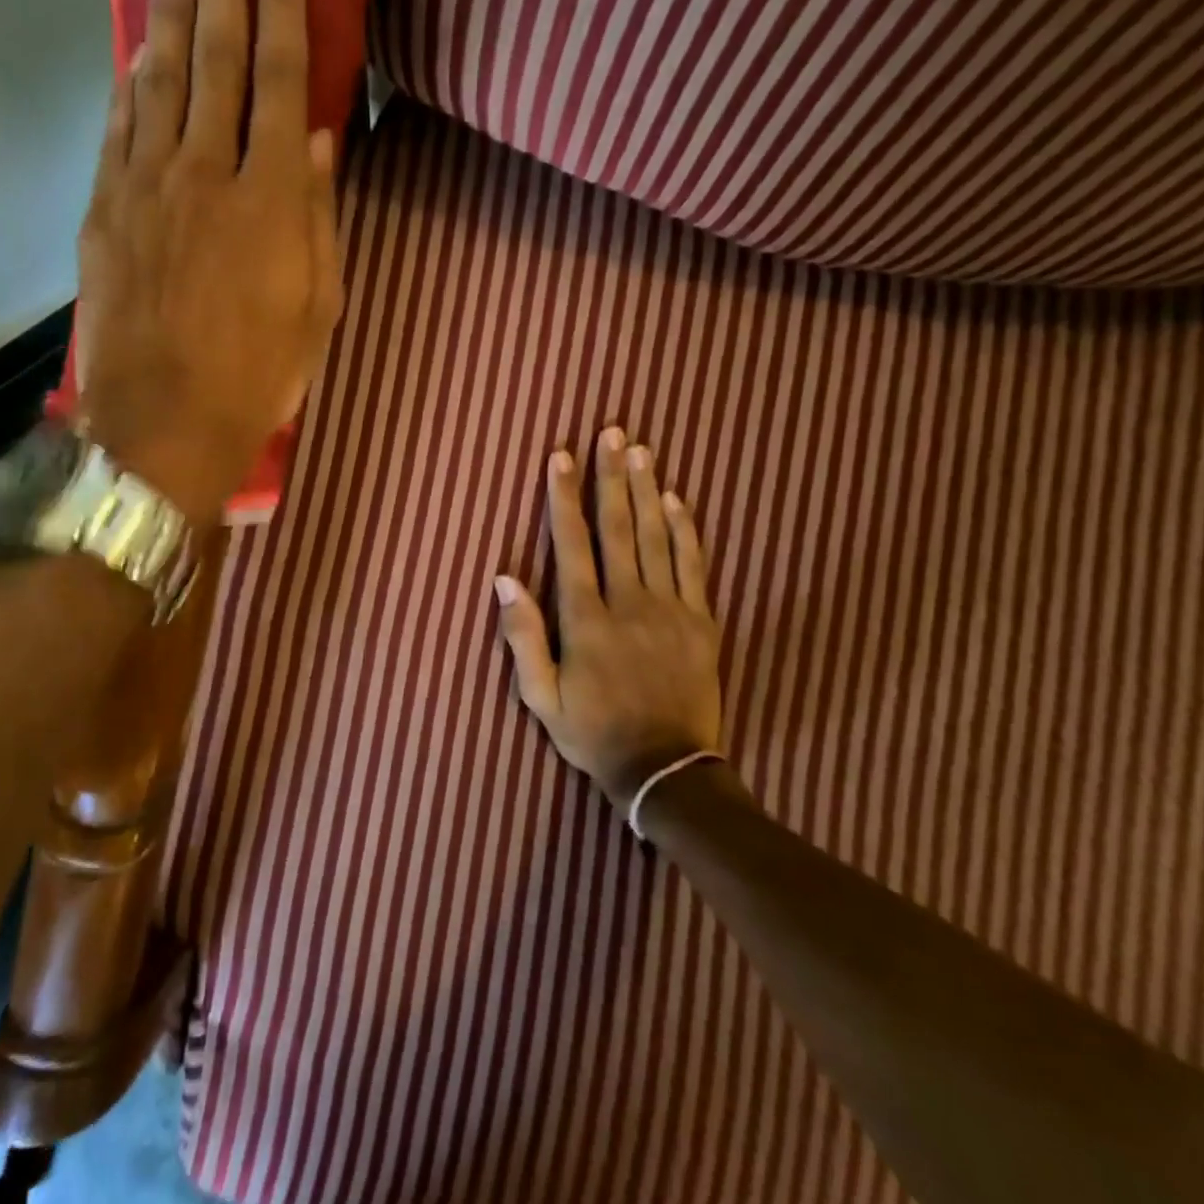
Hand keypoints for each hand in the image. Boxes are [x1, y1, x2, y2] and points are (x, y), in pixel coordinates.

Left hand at [77, 0, 343, 521]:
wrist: (164, 426)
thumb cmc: (257, 378)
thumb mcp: (317, 311)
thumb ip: (321, 222)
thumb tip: (323, 147)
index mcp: (271, 201)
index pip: (283, 84)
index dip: (283, 13)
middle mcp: (207, 174)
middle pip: (217, 61)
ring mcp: (147, 189)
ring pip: (161, 82)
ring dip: (172, 13)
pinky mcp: (106, 213)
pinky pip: (120, 130)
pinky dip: (131, 83)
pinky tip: (138, 50)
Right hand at [494, 428, 725, 813]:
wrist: (666, 771)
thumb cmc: (594, 733)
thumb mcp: (541, 697)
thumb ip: (522, 636)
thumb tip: (503, 578)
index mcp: (586, 620)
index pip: (572, 544)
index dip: (564, 498)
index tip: (560, 457)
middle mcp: (628, 603)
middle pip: (617, 528)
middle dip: (610, 477)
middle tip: (610, 432)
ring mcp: (669, 610)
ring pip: (655, 537)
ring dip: (645, 490)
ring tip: (639, 450)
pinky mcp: (701, 622)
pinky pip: (693, 565)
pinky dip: (684, 529)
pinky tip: (675, 499)